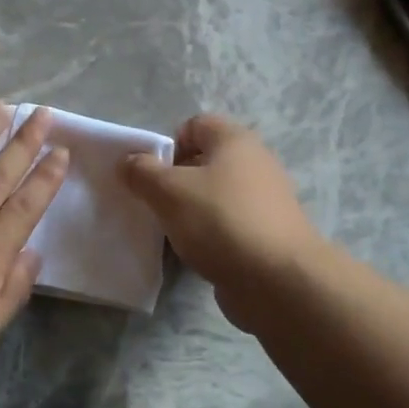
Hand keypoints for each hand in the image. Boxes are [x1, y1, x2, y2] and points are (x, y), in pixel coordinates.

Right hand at [118, 114, 322, 302]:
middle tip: (155, 204)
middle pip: (204, 161)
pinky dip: (209, 236)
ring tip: (171, 233)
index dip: (168, 144)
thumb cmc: (221, 221)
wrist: (279, 282)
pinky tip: (194, 254)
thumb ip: (142, 172)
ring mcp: (264, 201)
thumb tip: (129, 161)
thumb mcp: (169, 191)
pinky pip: (227, 226)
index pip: (195, 125)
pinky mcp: (266, 235)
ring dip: (190, 211)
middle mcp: (255, 164)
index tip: (152, 175)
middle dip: (175, 181)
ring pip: (214, 197)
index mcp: (235, 141)